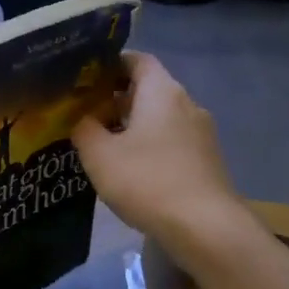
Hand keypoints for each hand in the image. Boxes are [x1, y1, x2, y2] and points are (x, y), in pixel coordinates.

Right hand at [72, 54, 234, 242]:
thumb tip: (82, 118)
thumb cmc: (147, 181)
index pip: (137, 60)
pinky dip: (148, 145)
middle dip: (115, 98)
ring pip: (159, 117)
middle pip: (147, 89)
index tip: (85, 77)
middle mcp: (186, 103)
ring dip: (131, 125)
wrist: (206, 228)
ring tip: (100, 143)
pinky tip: (129, 168)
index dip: (110, 63)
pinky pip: (170, 140)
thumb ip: (84, 129)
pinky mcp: (205, 160)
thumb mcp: (99, 155)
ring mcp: (200, 133)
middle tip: (83, 113)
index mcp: (161, 92)